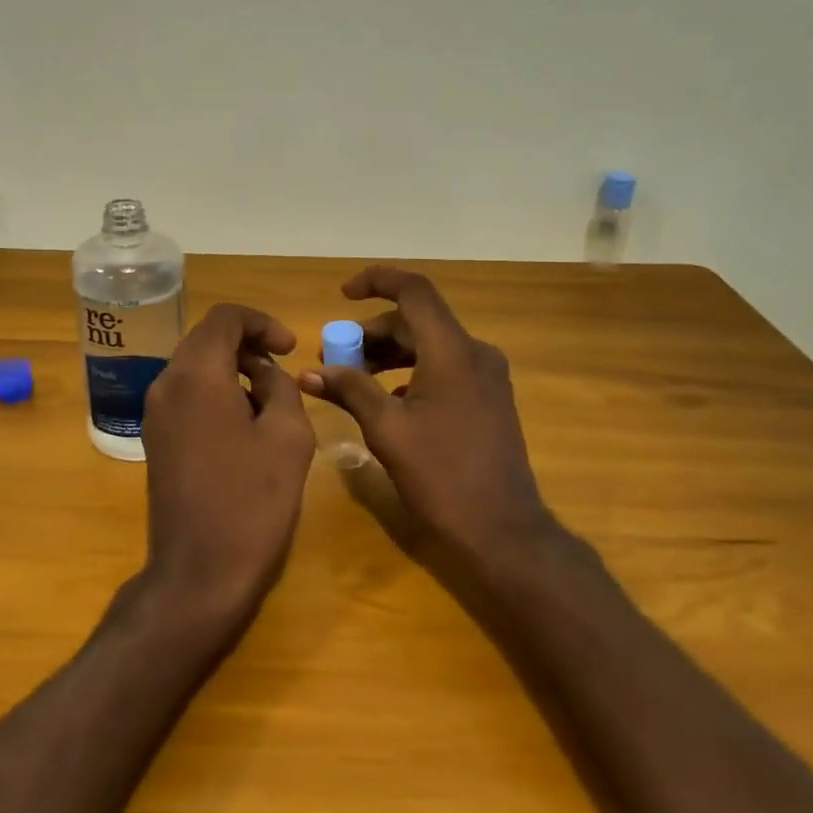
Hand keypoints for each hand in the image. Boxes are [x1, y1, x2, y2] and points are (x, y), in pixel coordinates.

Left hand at [139, 303, 316, 621]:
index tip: (290, 348)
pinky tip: (244, 425)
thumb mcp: (288, 436)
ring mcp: (155, 413)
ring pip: (195, 367)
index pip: (225, 318)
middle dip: (247, 344)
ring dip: (232, 370)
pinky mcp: (156, 439)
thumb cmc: (251, 501)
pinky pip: (187, 395)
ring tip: (270, 401)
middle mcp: (166, 384)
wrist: (199, 572)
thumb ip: (280, 387)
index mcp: (196, 375)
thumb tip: (263, 373)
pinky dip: (216, 392)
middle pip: (206, 339)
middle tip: (283, 369)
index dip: (262, 322)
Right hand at [302, 267, 555, 567]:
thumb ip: (349, 390)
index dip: (377, 281)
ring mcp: (487, 377)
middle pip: (417, 321)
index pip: (414, 291)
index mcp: (452, 352)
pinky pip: (443, 368)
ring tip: (352, 379)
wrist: (503, 531)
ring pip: (429, 346)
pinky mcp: (489, 398)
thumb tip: (309, 372)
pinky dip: (410, 373)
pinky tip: (386, 402)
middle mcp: (475, 353)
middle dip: (371, 333)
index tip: (343, 294)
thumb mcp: (387, 430)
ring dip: (388, 354)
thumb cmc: (442, 476)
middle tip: (334, 358)